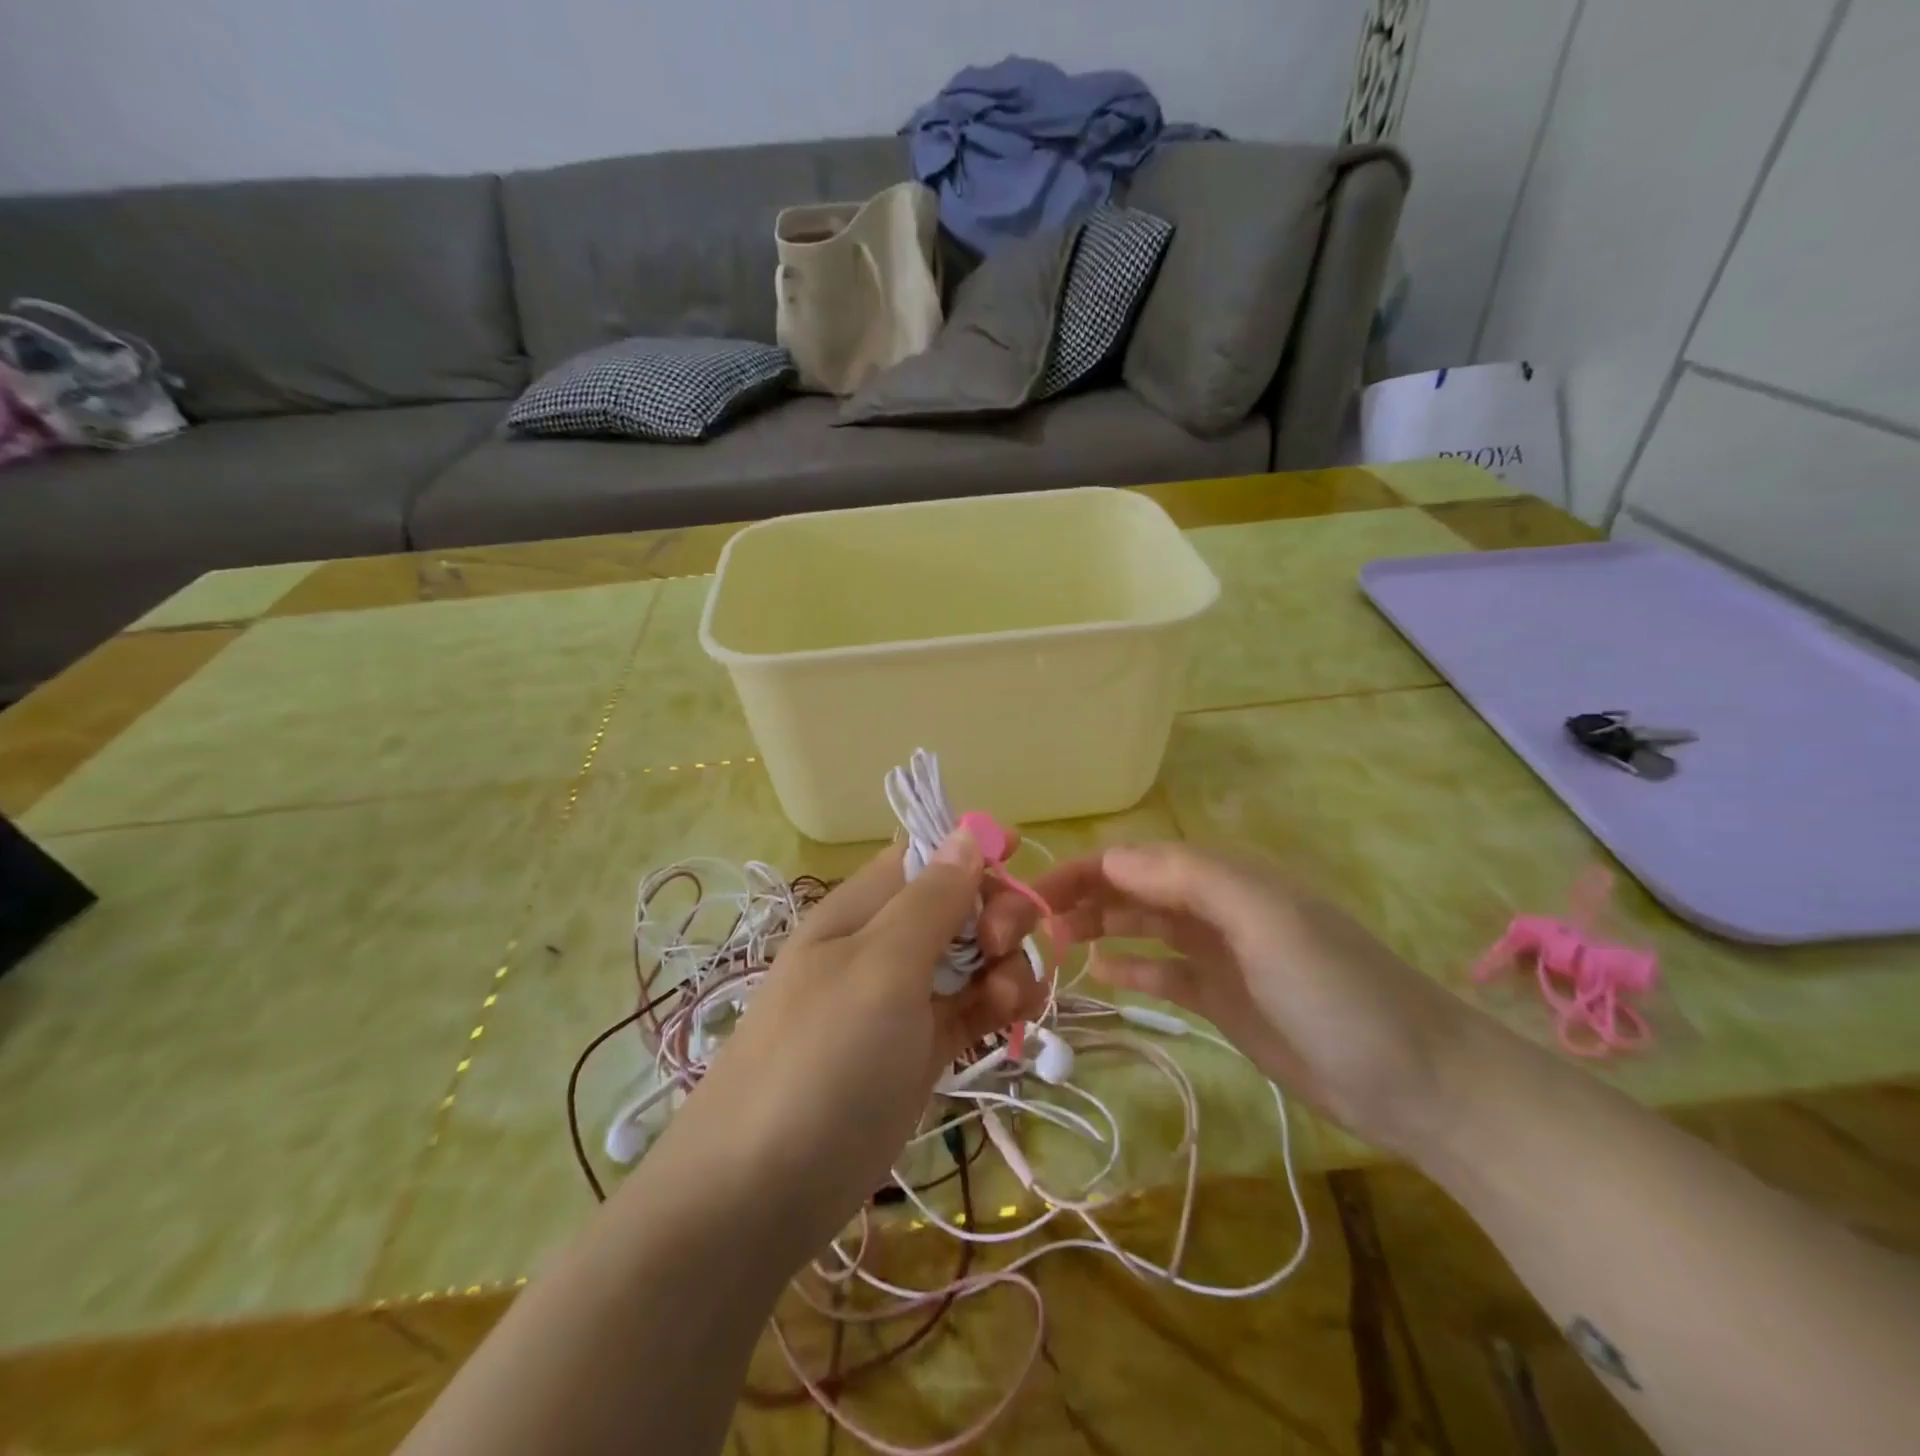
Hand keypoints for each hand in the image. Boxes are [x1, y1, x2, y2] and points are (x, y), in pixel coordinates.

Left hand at [663, 831, 1045, 1258]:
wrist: (761, 1193)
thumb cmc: (821, 1058)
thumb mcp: (880, 967)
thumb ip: (931, 900)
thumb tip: (967, 832)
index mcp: (863, 909)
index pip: (928, 856)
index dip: (974, 857)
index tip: (1013, 876)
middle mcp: (885, 944)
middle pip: (959, 905)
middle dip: (996, 914)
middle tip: (1002, 947)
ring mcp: (903, 999)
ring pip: (973, 956)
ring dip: (1006, 964)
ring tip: (1009, 1000)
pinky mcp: (920, 1049)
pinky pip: (972, 1006)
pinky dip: (998, 1004)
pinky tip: (1010, 1018)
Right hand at [984, 842, 1472, 1156]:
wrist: (1416, 1081)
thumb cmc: (1336, 989)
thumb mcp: (1266, 919)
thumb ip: (1189, 878)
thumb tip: (1111, 857)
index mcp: (1224, 876)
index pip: (1137, 858)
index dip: (1084, 870)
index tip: (1033, 896)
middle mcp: (1217, 906)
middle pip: (1135, 889)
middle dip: (1084, 896)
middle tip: (1033, 927)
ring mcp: (1221, 954)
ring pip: (1144, 927)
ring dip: (1100, 927)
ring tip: (1055, 944)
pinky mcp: (1225, 999)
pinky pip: (1166, 972)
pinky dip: (1133, 967)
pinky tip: (1101, 974)